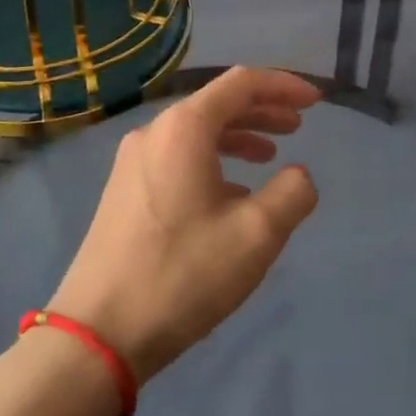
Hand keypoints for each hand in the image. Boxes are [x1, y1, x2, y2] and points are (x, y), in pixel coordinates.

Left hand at [49, 68, 322, 382]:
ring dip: (239, 135)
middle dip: (263, 109)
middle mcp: (155, 132)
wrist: (99, 332)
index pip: (242, 83)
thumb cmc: (183, 273)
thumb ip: (291, 194)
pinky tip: (232, 192)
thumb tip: (299, 175)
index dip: (283, 86)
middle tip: (299, 126)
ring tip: (271, 155)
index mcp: (185, 128)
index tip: (316, 101)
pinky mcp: (124, 190)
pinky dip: (213, 160)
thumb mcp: (256, 234)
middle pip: (218, 103)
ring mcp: (134, 161)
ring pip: (197, 132)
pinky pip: (178, 156)